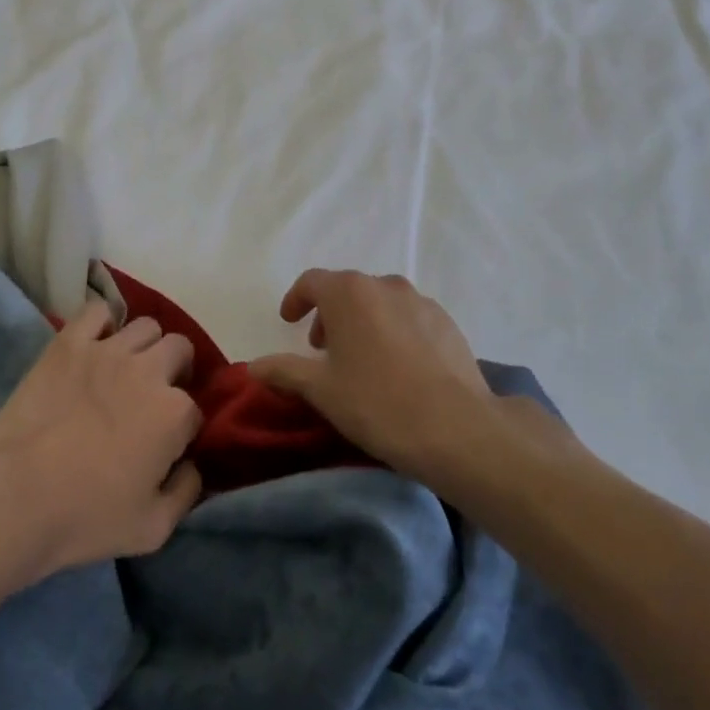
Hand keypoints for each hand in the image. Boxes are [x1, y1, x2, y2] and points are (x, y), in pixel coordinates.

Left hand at [0, 301, 203, 574]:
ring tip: (126, 370)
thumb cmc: (85, 517)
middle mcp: (149, 370)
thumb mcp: (153, 528)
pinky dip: (103, 323)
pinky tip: (96, 345)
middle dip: (175, 370)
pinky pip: (98, 310)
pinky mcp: (70, 341)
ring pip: (146, 326)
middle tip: (153, 398)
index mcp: (175, 413)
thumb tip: (193, 465)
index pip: (195, 409)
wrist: (14, 495)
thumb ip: (186, 492)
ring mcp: (108, 350)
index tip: (167, 445)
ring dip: (145, 347)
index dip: (184, 428)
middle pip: (179, 349)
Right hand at [249, 269, 512, 488]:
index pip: (312, 282)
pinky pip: (410, 318)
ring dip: (364, 321)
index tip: (289, 321)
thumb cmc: (376, 403)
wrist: (456, 428)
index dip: (296, 299)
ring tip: (361, 359)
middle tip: (323, 349)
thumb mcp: (321, 390)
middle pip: (348, 290)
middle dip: (330, 314)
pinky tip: (398, 368)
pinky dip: (395, 332)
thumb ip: (284, 371)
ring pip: (381, 302)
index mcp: (349, 293)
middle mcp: (385, 285)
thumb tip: (253, 366)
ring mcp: (421, 302)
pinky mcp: (448, 323)